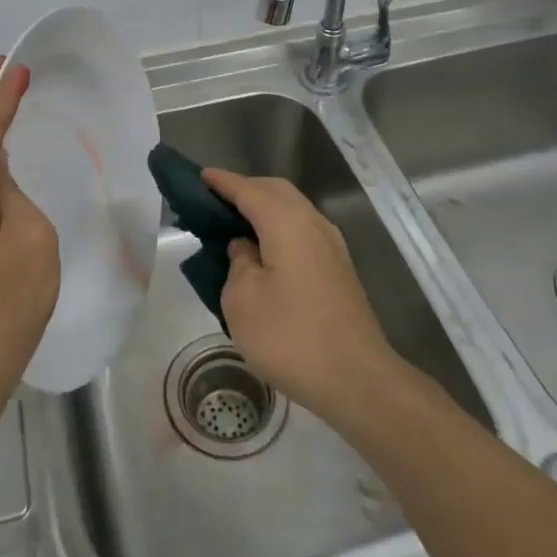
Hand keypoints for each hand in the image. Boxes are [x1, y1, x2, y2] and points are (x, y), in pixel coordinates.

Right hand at [206, 168, 399, 424]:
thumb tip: (246, 248)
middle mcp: (312, 223)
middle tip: (215, 199)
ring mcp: (331, 246)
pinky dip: (278, 227)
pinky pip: (301, 230)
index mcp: (286, 222)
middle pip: (275, 191)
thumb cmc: (291, 337)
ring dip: (264, 208)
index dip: (222, 182)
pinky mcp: (338, 269)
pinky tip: (264, 249)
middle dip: (245, 189)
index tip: (199, 176)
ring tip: (235, 223)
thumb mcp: (242, 301)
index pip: (248, 190)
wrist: (357, 380)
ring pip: (292, 209)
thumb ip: (237, 263)